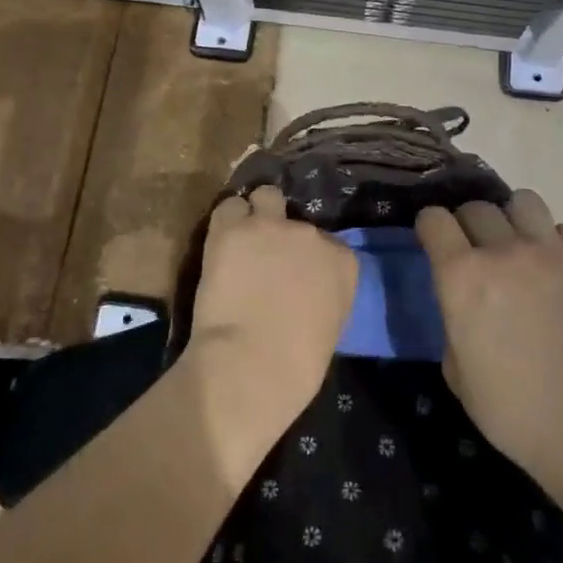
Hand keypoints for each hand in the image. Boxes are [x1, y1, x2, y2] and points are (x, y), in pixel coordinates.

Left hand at [186, 187, 357, 464]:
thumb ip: (322, 294)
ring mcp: (272, 226)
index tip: (294, 277)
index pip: (327, 244)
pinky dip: (225, 223)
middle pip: (296, 222)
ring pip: (266, 197)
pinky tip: (219, 246)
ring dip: (256, 215)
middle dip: (282, 238)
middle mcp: (311, 234)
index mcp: (342, 261)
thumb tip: (301, 290)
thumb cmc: (297, 365)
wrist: (253, 364)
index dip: (307, 259)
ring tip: (242, 240)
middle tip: (264, 263)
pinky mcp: (233, 228)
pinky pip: (229, 208)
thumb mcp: (329, 324)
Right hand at [417, 190, 562, 507]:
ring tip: (516, 245)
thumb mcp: (455, 368)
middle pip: (476, 207)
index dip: (430, 227)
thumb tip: (462, 302)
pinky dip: (552, 242)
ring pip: (523, 201)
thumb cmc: (510, 408)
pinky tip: (552, 269)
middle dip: (467, 224)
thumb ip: (452, 318)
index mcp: (462, 277)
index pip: (434, 219)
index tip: (432, 240)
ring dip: (511, 219)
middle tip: (475, 251)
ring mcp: (551, 253)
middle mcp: (503, 252)